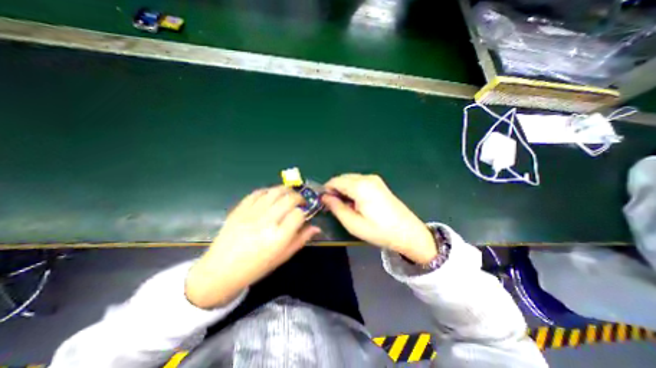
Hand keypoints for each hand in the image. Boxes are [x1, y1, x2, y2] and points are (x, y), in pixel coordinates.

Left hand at [184, 185, 320, 308]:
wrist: (221, 271)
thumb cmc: (256, 268)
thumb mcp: (282, 257)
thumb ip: (301, 239)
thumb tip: (316, 227)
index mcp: (278, 237)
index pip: (298, 214)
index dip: (304, 212)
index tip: (304, 214)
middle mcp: (266, 222)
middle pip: (289, 199)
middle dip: (299, 197)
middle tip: (300, 202)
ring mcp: (251, 213)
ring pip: (274, 191)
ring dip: (286, 190)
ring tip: (288, 195)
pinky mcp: (239, 209)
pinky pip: (257, 192)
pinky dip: (268, 191)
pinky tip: (271, 196)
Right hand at [322, 174, 433, 263]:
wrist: (408, 232)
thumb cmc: (379, 230)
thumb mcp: (353, 223)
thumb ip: (336, 208)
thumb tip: (325, 197)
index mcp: (360, 186)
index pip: (335, 181)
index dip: (326, 190)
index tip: (323, 202)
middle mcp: (367, 178)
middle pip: (343, 178)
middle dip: (335, 189)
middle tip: (333, 206)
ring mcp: (374, 179)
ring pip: (351, 179)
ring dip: (344, 189)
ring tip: (345, 206)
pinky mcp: (379, 183)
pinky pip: (359, 182)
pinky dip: (352, 189)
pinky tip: (356, 202)